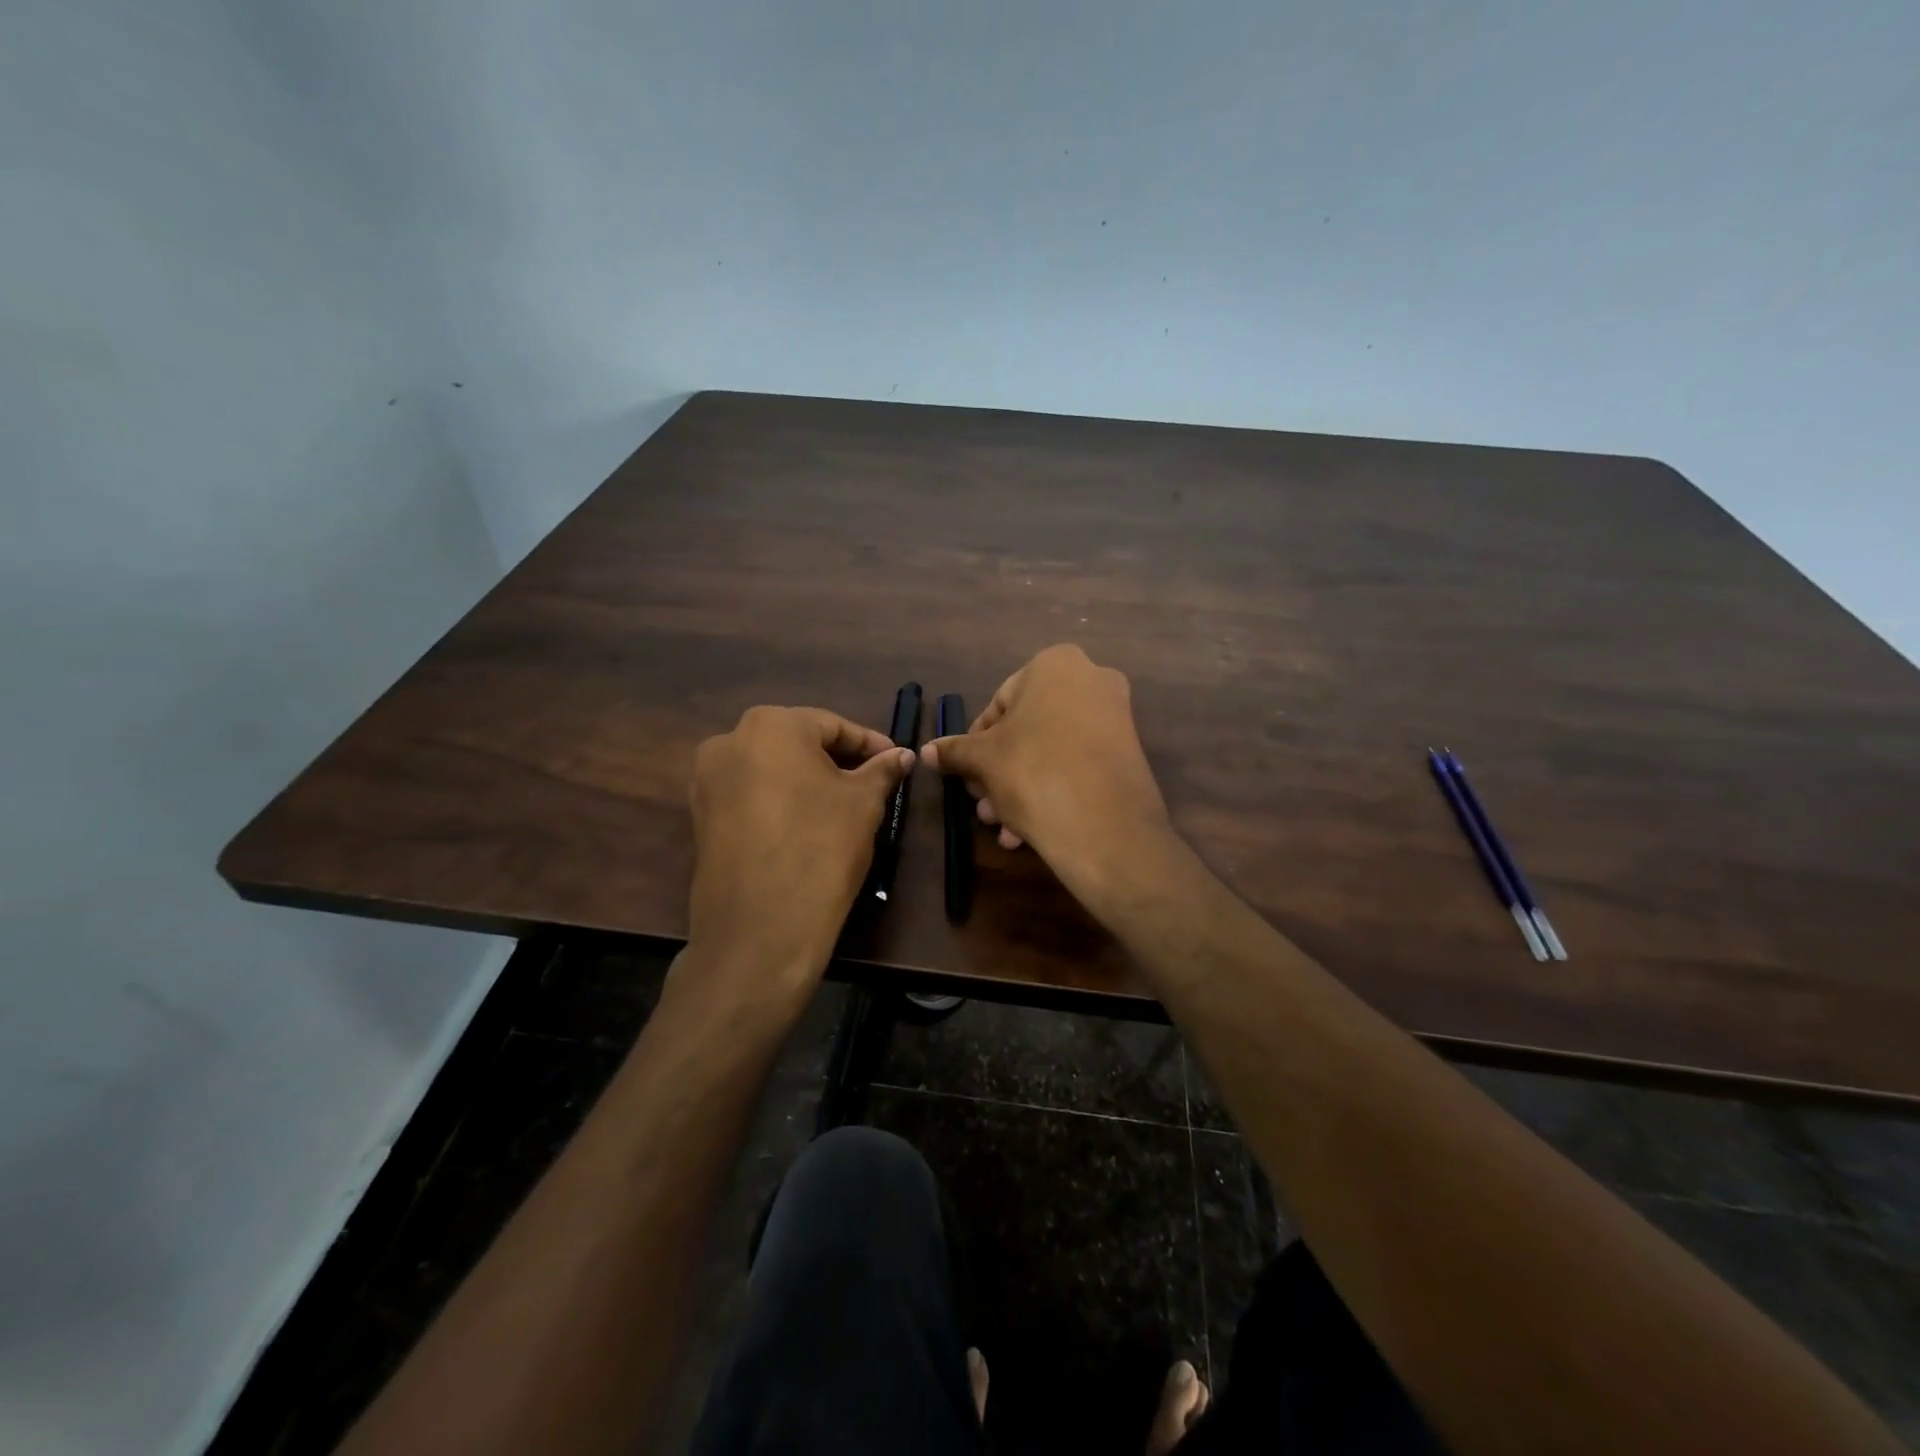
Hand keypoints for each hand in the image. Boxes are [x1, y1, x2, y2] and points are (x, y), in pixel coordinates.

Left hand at [686, 706, 913, 995]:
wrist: (760, 927)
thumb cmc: (820, 847)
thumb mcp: (863, 803)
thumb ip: (882, 770)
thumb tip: (903, 755)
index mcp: (770, 725)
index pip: (831, 725)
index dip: (869, 744)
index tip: (895, 761)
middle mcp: (728, 741)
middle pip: (796, 743)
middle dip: (836, 760)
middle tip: (871, 782)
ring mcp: (707, 780)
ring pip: (771, 769)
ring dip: (807, 780)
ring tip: (841, 805)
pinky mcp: (700, 816)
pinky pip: (750, 795)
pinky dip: (780, 800)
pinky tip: (806, 824)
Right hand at [921, 645, 1171, 896]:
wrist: (1106, 828)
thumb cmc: (1034, 772)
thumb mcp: (983, 760)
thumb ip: (954, 751)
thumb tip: (927, 750)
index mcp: (1055, 664)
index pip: (998, 703)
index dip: (975, 744)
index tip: (966, 775)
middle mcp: (1091, 680)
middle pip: (1026, 730)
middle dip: (998, 772)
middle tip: (982, 806)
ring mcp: (1115, 717)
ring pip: (1049, 752)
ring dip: (1018, 789)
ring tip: (1002, 828)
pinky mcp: (1128, 754)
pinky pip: (1076, 766)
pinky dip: (1051, 791)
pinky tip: (1026, 832)